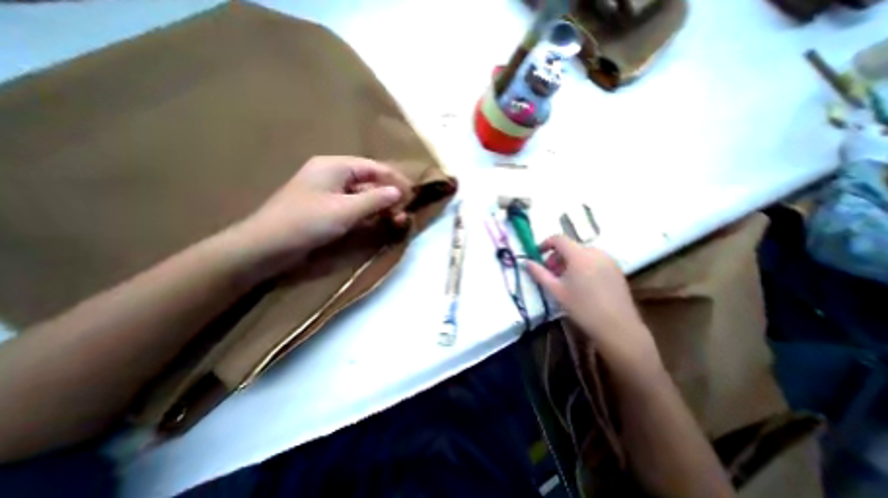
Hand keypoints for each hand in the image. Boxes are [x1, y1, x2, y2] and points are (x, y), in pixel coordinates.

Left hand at [228, 155, 408, 277]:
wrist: (266, 247)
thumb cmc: (306, 222)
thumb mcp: (345, 210)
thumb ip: (375, 200)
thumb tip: (399, 192)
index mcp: (334, 167)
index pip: (374, 167)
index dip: (394, 179)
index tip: (412, 194)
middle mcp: (333, 176)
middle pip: (369, 181)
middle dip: (389, 196)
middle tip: (404, 212)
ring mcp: (330, 194)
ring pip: (363, 196)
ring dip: (381, 207)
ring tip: (397, 220)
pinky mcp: (327, 210)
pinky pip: (354, 207)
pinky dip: (368, 214)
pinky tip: (379, 223)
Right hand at [526, 236, 657, 369]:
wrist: (617, 327)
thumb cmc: (582, 307)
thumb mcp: (555, 290)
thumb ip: (539, 273)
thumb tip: (526, 262)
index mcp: (579, 255)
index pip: (558, 239)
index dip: (545, 244)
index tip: (538, 256)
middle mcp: (596, 252)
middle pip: (570, 247)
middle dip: (556, 257)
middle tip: (551, 274)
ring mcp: (608, 260)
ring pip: (582, 253)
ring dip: (569, 262)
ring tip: (565, 280)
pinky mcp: (616, 269)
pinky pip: (594, 260)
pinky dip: (582, 265)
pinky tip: (582, 284)